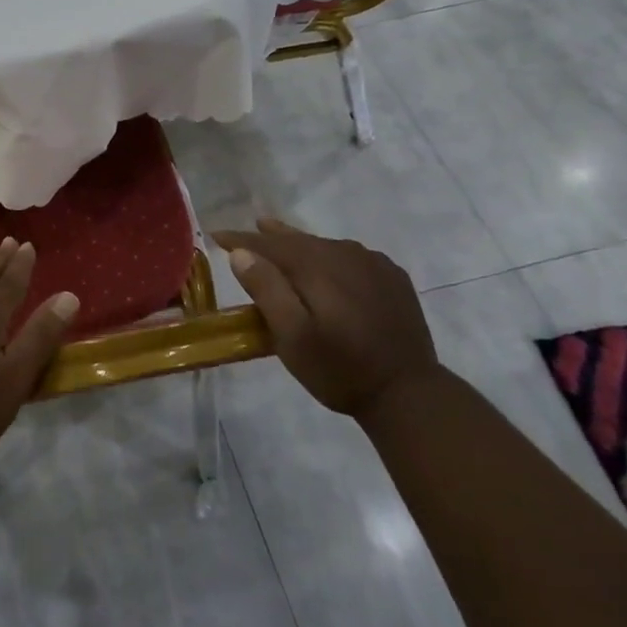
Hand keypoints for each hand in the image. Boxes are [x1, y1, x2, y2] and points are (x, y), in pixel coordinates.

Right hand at [211, 218, 436, 420]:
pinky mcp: (392, 278)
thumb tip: (242, 253)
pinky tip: (327, 264)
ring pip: (325, 246)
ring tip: (280, 239)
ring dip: (300, 245)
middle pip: (298, 240)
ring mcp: (373, 264)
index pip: (270, 244)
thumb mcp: (292, 338)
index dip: (241, 240)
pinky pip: (350, 256)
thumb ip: (267, 290)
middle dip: (269, 237)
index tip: (217, 235)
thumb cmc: (340, 369)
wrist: (409, 394)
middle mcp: (345, 254)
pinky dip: (330, 256)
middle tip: (247, 232)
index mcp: (317, 265)